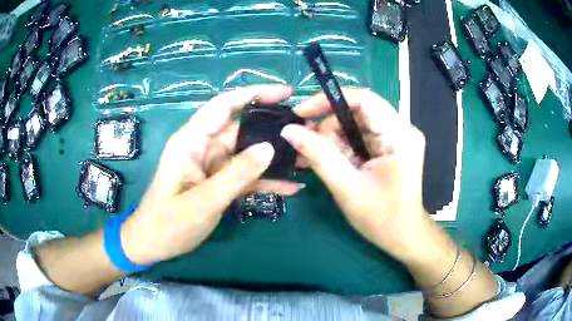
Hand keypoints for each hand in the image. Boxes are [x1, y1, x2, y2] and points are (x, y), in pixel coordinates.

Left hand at [121, 85, 304, 264]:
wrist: (154, 245)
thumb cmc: (168, 223)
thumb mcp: (202, 202)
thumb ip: (236, 175)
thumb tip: (269, 148)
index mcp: (191, 141)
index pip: (224, 106)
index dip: (254, 94)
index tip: (286, 93)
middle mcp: (204, 148)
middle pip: (242, 129)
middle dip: (273, 129)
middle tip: (307, 131)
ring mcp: (213, 166)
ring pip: (248, 154)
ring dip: (275, 158)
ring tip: (307, 158)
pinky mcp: (219, 183)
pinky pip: (246, 176)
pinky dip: (266, 181)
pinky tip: (291, 187)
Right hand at [282, 88, 429, 262]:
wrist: (403, 237)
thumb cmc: (382, 219)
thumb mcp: (347, 188)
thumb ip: (319, 156)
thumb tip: (288, 130)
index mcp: (400, 136)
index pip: (364, 99)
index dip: (329, 100)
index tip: (301, 112)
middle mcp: (401, 130)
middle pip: (358, 112)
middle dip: (328, 127)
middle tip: (306, 146)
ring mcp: (397, 138)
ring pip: (356, 124)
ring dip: (332, 139)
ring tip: (312, 157)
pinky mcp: (390, 147)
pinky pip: (360, 137)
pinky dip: (341, 147)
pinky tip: (327, 159)